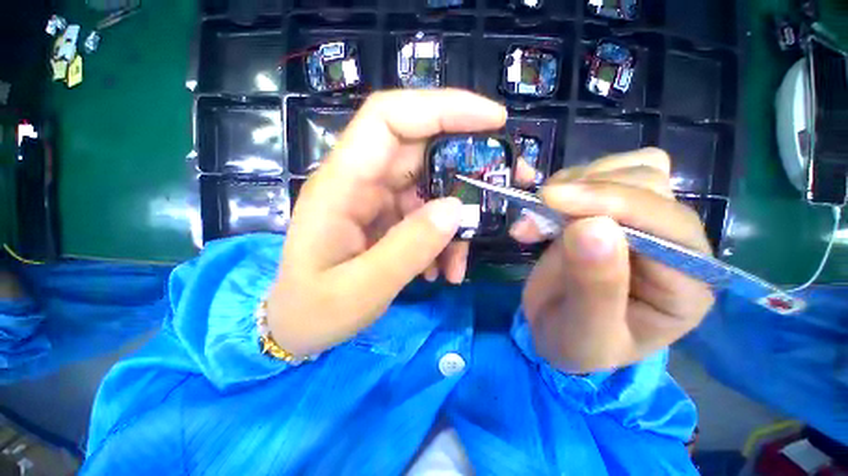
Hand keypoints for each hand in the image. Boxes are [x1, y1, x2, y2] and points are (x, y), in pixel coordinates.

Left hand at [267, 90, 506, 356]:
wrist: (297, 325)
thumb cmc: (316, 310)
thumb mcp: (362, 289)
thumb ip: (408, 248)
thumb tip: (457, 209)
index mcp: (341, 185)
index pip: (390, 118)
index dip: (442, 108)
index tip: (493, 120)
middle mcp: (359, 182)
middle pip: (420, 150)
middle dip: (468, 166)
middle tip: (507, 186)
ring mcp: (374, 199)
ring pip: (429, 189)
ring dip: (454, 222)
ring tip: (459, 264)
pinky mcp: (385, 218)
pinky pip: (424, 216)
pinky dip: (441, 240)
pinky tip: (441, 271)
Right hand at [511, 148, 714, 372]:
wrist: (556, 330)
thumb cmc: (575, 343)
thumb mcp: (583, 331)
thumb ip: (594, 286)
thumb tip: (590, 226)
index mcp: (686, 283)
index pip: (665, 223)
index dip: (609, 203)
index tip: (550, 200)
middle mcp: (674, 243)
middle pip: (648, 184)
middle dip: (583, 193)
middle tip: (534, 216)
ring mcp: (643, 221)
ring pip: (626, 169)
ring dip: (573, 183)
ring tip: (536, 215)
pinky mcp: (610, 211)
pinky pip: (599, 173)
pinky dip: (565, 180)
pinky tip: (542, 203)